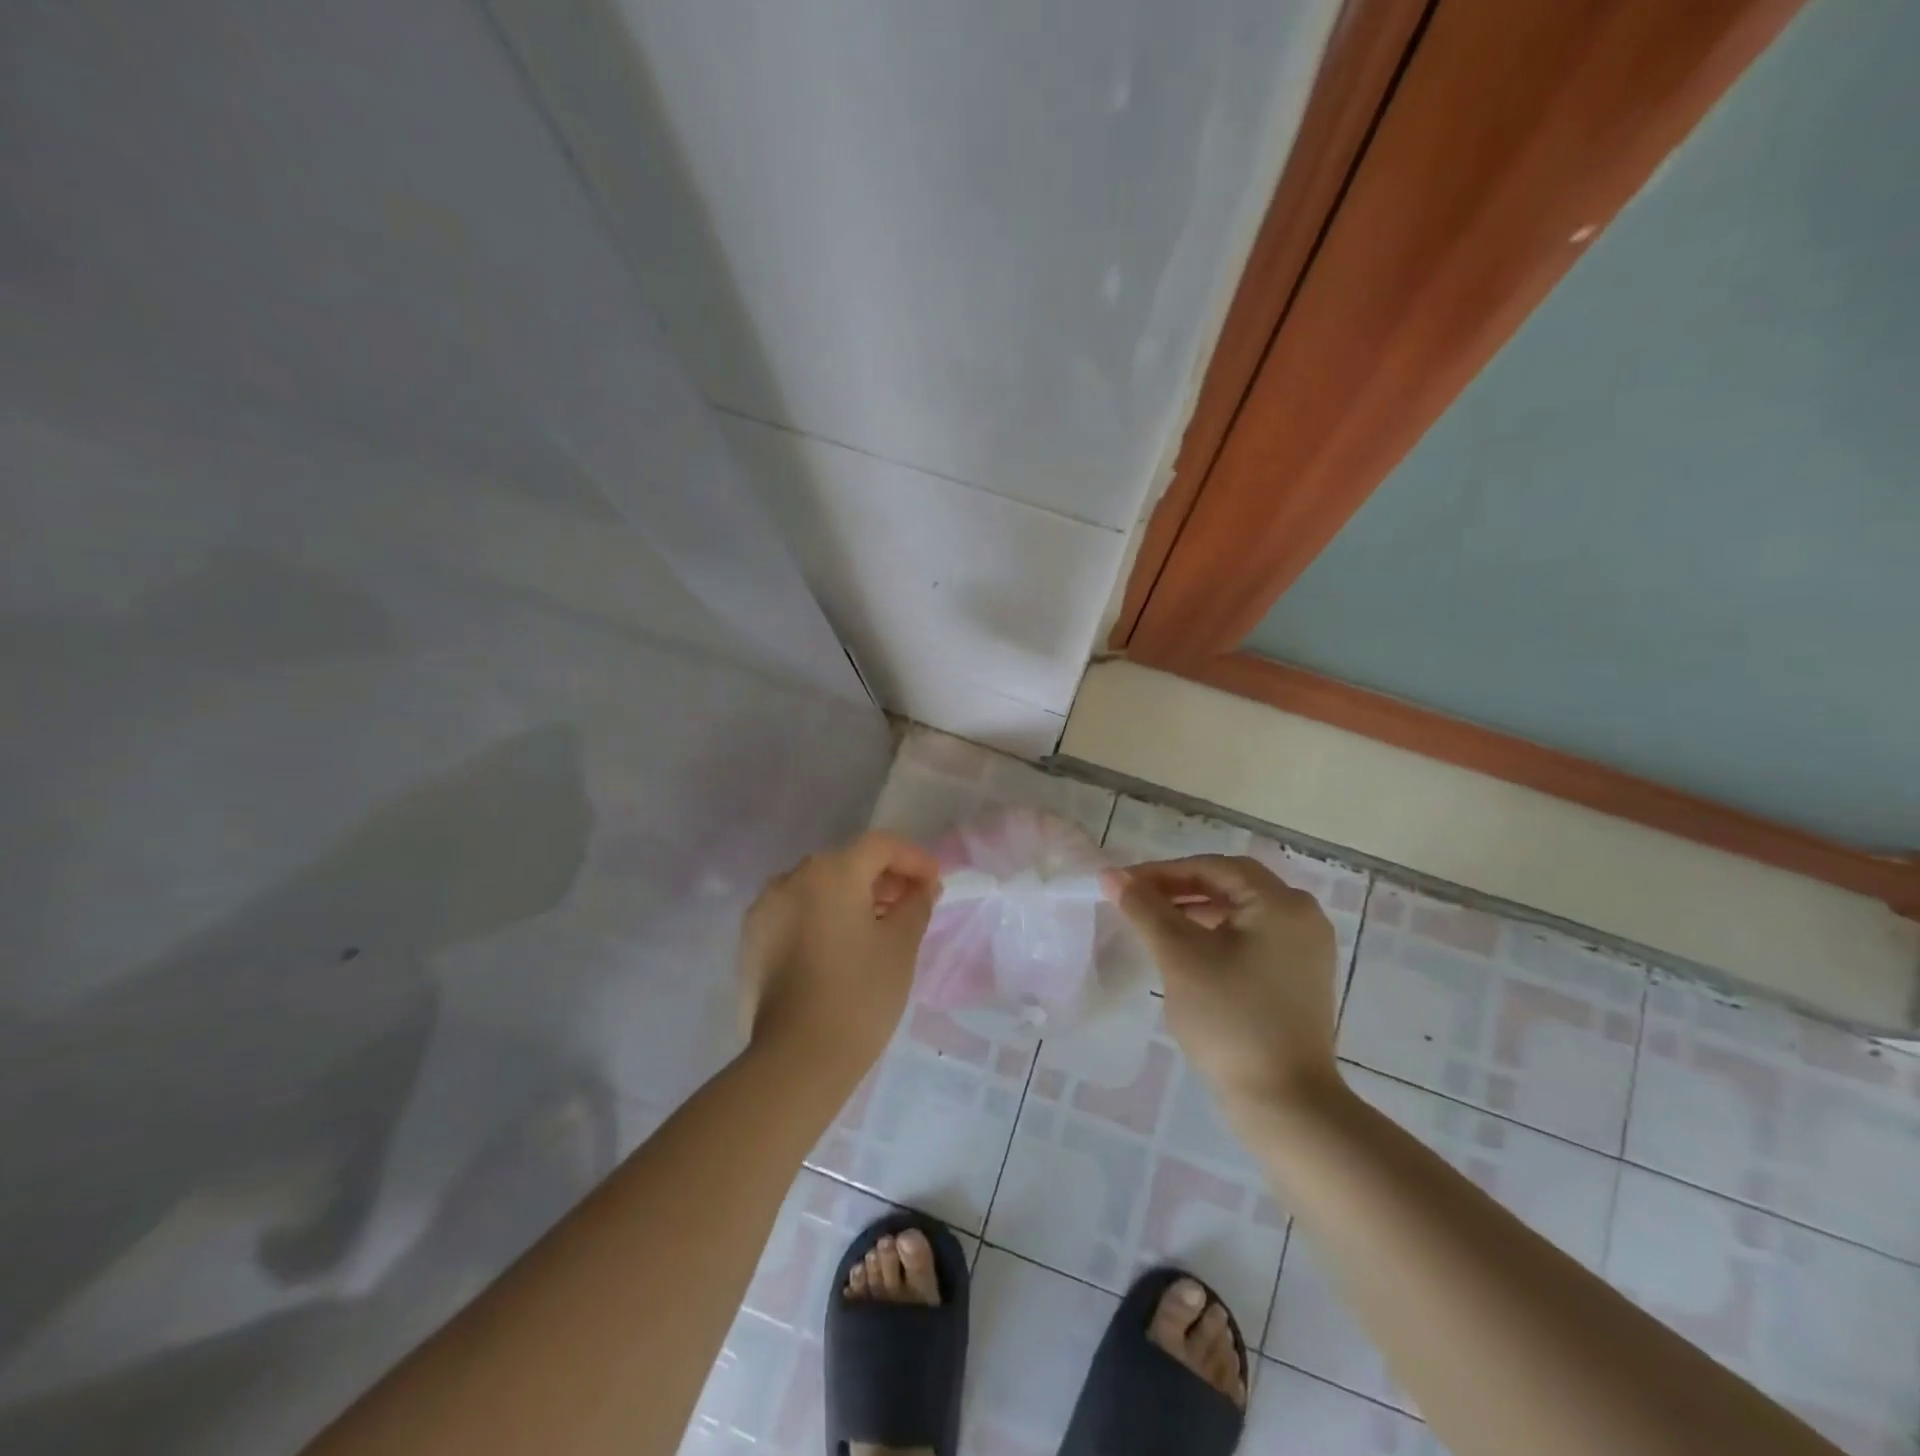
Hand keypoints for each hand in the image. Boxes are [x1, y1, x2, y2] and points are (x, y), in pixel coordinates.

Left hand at [738, 830, 940, 1070]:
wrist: (796, 1059)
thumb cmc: (859, 994)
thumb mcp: (900, 945)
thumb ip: (916, 904)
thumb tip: (922, 888)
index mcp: (830, 871)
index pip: (880, 846)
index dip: (913, 858)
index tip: (934, 883)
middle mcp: (791, 878)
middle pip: (846, 863)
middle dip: (882, 878)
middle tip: (910, 905)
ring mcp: (765, 908)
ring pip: (818, 887)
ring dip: (851, 897)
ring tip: (877, 927)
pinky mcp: (752, 940)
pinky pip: (795, 912)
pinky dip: (822, 917)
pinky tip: (840, 947)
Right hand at [1103, 854, 1340, 1109]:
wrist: (1285, 1102)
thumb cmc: (1230, 1018)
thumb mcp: (1179, 956)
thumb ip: (1144, 908)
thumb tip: (1110, 874)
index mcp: (1281, 902)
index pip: (1213, 867)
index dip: (1163, 872)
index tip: (1123, 885)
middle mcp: (1302, 916)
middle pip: (1231, 885)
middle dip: (1180, 889)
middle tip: (1137, 901)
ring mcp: (1306, 950)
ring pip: (1241, 913)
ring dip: (1197, 912)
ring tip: (1156, 925)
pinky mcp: (1300, 979)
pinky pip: (1253, 938)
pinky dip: (1218, 936)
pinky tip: (1188, 953)